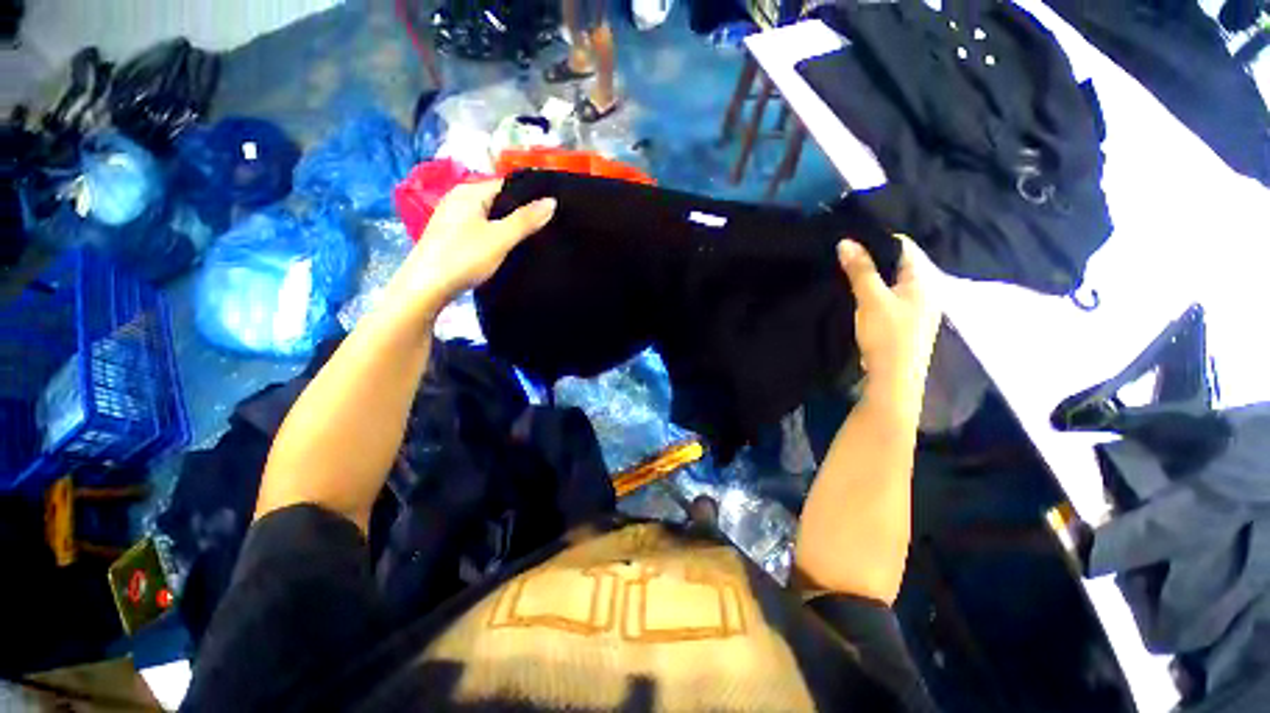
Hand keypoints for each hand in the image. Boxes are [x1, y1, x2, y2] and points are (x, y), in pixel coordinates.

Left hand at [394, 179, 556, 316]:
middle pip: (499, 201)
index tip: (552, 210)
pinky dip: (497, 235)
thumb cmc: (464, 257)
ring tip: (533, 238)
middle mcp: (459, 199)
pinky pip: (482, 229)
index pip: (508, 185)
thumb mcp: (500, 238)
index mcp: (469, 192)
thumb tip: (552, 201)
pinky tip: (508, 249)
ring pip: (491, 217)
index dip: (530, 196)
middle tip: (547, 226)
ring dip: (509, 226)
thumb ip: (526, 220)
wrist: (427, 287)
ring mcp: (454, 218)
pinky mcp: (452, 236)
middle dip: (521, 212)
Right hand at [838, 235, 941, 400]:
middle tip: (844, 259)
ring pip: (892, 283)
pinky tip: (858, 299)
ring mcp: (917, 309)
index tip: (851, 243)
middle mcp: (926, 291)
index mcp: (923, 280)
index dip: (878, 241)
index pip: (903, 247)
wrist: (894, 378)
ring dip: (872, 279)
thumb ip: (860, 270)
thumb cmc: (887, 334)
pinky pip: (890, 299)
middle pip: (898, 265)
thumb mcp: (870, 298)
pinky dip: (874, 294)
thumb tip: (845, 241)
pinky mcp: (906, 324)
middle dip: (873, 260)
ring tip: (846, 276)